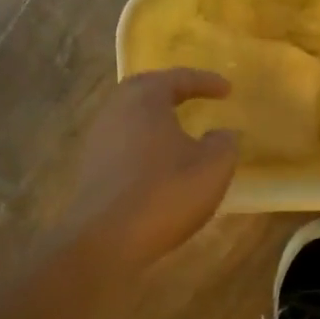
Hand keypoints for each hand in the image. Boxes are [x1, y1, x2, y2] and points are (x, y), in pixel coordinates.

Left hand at [64, 69, 239, 265]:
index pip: (178, 78)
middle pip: (146, 90)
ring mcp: (98, 139)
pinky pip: (123, 144)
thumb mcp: (212, 167)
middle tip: (195, 97)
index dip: (206, 81)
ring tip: (180, 131)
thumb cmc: (164, 194)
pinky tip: (159, 163)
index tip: (228, 90)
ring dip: (156, 120)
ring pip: (132, 118)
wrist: (104, 240)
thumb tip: (223, 134)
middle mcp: (115, 110)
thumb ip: (224, 143)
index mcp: (144, 98)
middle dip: (172, 92)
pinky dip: (144, 145)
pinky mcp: (91, 168)